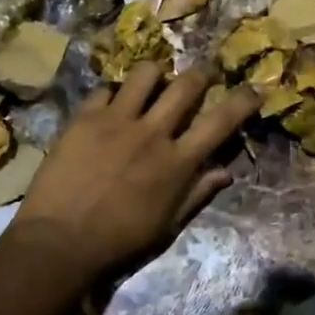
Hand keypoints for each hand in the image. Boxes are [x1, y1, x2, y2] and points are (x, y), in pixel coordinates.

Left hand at [12, 62, 259, 278]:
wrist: (59, 242)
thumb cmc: (119, 241)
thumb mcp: (167, 225)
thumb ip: (197, 193)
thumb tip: (226, 172)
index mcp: (177, 162)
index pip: (220, 122)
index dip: (242, 101)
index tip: (254, 88)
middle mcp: (152, 133)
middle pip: (186, 85)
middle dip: (202, 73)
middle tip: (203, 74)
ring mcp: (117, 120)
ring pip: (146, 73)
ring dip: (156, 74)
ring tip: (154, 82)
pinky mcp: (85, 117)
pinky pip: (105, 89)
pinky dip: (113, 94)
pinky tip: (110, 105)